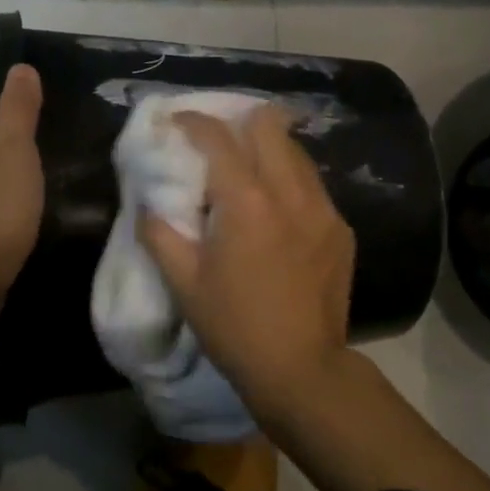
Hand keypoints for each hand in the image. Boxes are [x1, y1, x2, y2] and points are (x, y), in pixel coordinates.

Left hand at [0, 64, 44, 324]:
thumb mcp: (15, 148)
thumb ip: (20, 107)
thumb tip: (21, 67)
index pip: (5, 101)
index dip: (33, 111)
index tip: (60, 127)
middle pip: (6, 131)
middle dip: (33, 140)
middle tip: (67, 152)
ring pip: (7, 162)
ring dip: (29, 169)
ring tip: (60, 178)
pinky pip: (5, 190)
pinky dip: (22, 194)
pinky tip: (41, 204)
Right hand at [138, 107, 355, 414]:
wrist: (302, 369)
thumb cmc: (234, 326)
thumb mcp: (184, 283)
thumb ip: (160, 234)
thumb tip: (148, 205)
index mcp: (247, 201)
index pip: (218, 137)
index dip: (193, 121)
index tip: (177, 120)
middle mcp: (290, 192)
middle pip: (269, 125)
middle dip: (239, 122)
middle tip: (219, 142)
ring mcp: (323, 208)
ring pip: (295, 152)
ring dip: (268, 150)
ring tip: (248, 173)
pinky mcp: (341, 229)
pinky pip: (312, 185)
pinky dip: (289, 182)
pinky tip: (276, 211)